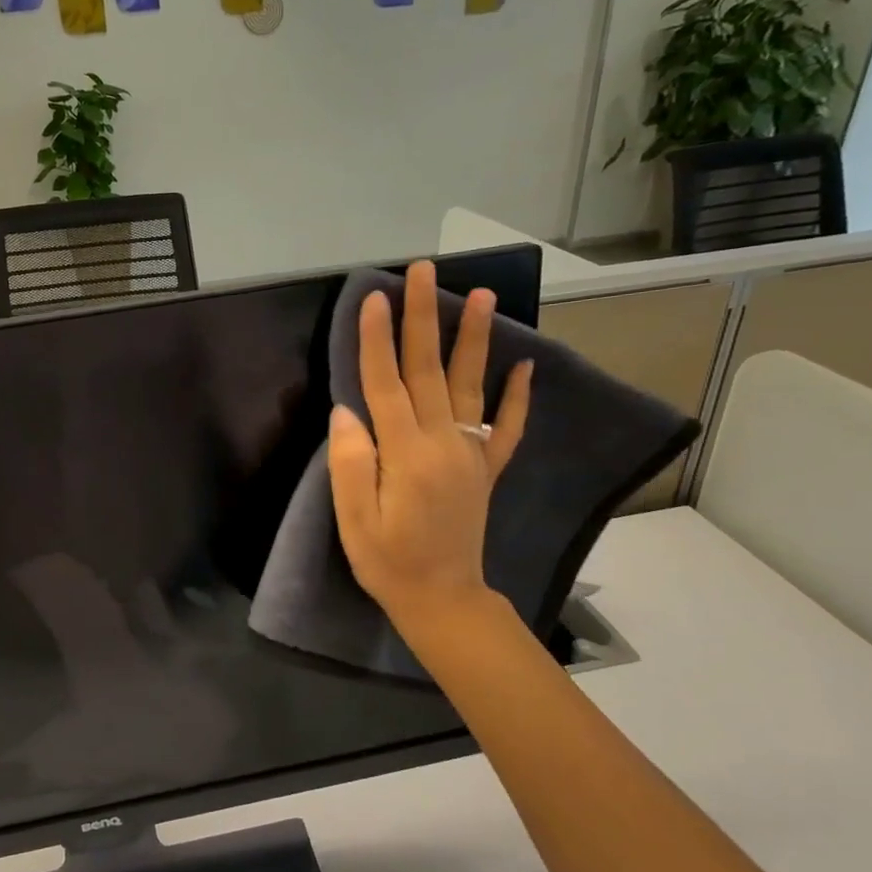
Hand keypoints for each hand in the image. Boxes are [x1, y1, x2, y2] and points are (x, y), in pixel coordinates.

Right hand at [327, 260, 531, 640]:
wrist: (443, 600)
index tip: (376, 297)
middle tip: (425, 271)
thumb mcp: (355, 520)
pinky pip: (505, 427)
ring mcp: (470, 454)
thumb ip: (352, 463)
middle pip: (429, 370)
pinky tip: (525, 366)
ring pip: (470, 385)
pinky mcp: (485, 469)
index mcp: (406, 454)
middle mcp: (444, 443)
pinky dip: (516, 396)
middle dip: (424, 318)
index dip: (378, 340)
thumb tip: (347, 411)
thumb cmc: (389, 562)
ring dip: (474, 338)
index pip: (386, 384)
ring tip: (481, 295)